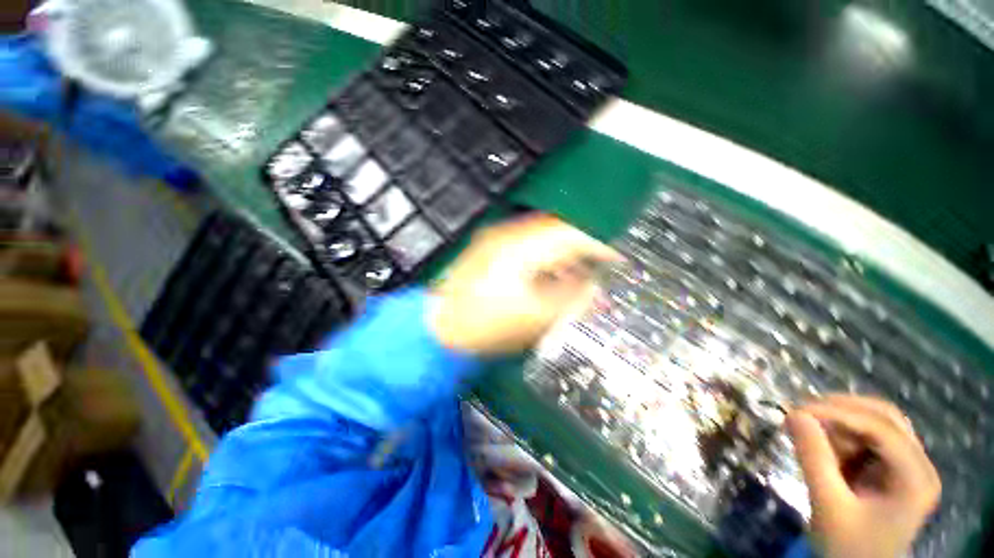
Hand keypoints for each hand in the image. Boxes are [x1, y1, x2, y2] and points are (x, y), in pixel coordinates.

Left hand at [430, 215, 618, 354]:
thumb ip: (570, 299)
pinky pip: (527, 246)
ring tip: (576, 275)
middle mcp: (507, 235)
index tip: (616, 257)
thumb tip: (593, 288)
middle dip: (580, 248)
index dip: (597, 244)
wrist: (438, 329)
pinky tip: (548, 275)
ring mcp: (495, 241)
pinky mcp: (489, 250)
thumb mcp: (535, 318)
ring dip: (561, 254)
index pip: (569, 235)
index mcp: (520, 249)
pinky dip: (543, 258)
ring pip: (541, 238)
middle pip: (556, 231)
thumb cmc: (484, 326)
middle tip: (598, 266)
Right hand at [786, 395, 940, 557]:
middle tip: (802, 413)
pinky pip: (868, 438)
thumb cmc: (847, 546)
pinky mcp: (892, 469)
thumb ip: (813, 458)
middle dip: (841, 411)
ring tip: (809, 434)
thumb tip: (793, 414)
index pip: (882, 428)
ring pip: (876, 423)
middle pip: (885, 418)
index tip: (797, 410)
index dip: (839, 413)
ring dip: (840, 424)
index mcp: (915, 477)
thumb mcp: (828, 505)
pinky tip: (824, 447)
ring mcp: (908, 466)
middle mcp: (919, 464)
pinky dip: (843, 436)